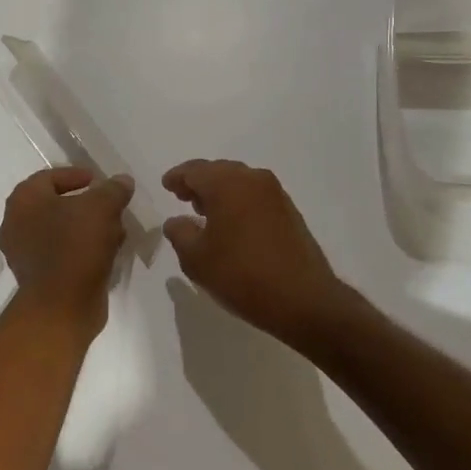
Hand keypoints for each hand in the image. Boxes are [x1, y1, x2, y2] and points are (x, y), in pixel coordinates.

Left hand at [0, 167, 134, 336]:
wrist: (61, 306)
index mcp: (24, 200)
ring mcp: (23, 254)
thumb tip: (122, 181)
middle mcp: (16, 224)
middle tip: (109, 206)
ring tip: (115, 230)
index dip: (75, 175)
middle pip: (55, 205)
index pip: (49, 177)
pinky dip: (82, 249)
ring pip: (60, 231)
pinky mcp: (36, 278)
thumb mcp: (102, 207)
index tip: (98, 180)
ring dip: (87, 228)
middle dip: (86, 205)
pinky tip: (107, 252)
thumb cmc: (76, 245)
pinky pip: (61, 254)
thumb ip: (113, 189)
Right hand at [161, 159, 350, 347]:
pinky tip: (232, 224)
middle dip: (199, 182)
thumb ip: (180, 233)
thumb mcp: (197, 259)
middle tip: (183, 198)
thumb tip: (177, 221)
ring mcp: (275, 193)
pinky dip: (239, 202)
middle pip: (218, 171)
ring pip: (239, 182)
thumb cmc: (242, 275)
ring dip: (220, 192)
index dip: (177, 178)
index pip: (194, 170)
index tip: (167, 185)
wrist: (303, 299)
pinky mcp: (289, 210)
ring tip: (205, 212)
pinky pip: (255, 196)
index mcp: (227, 183)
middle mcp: (252, 179)